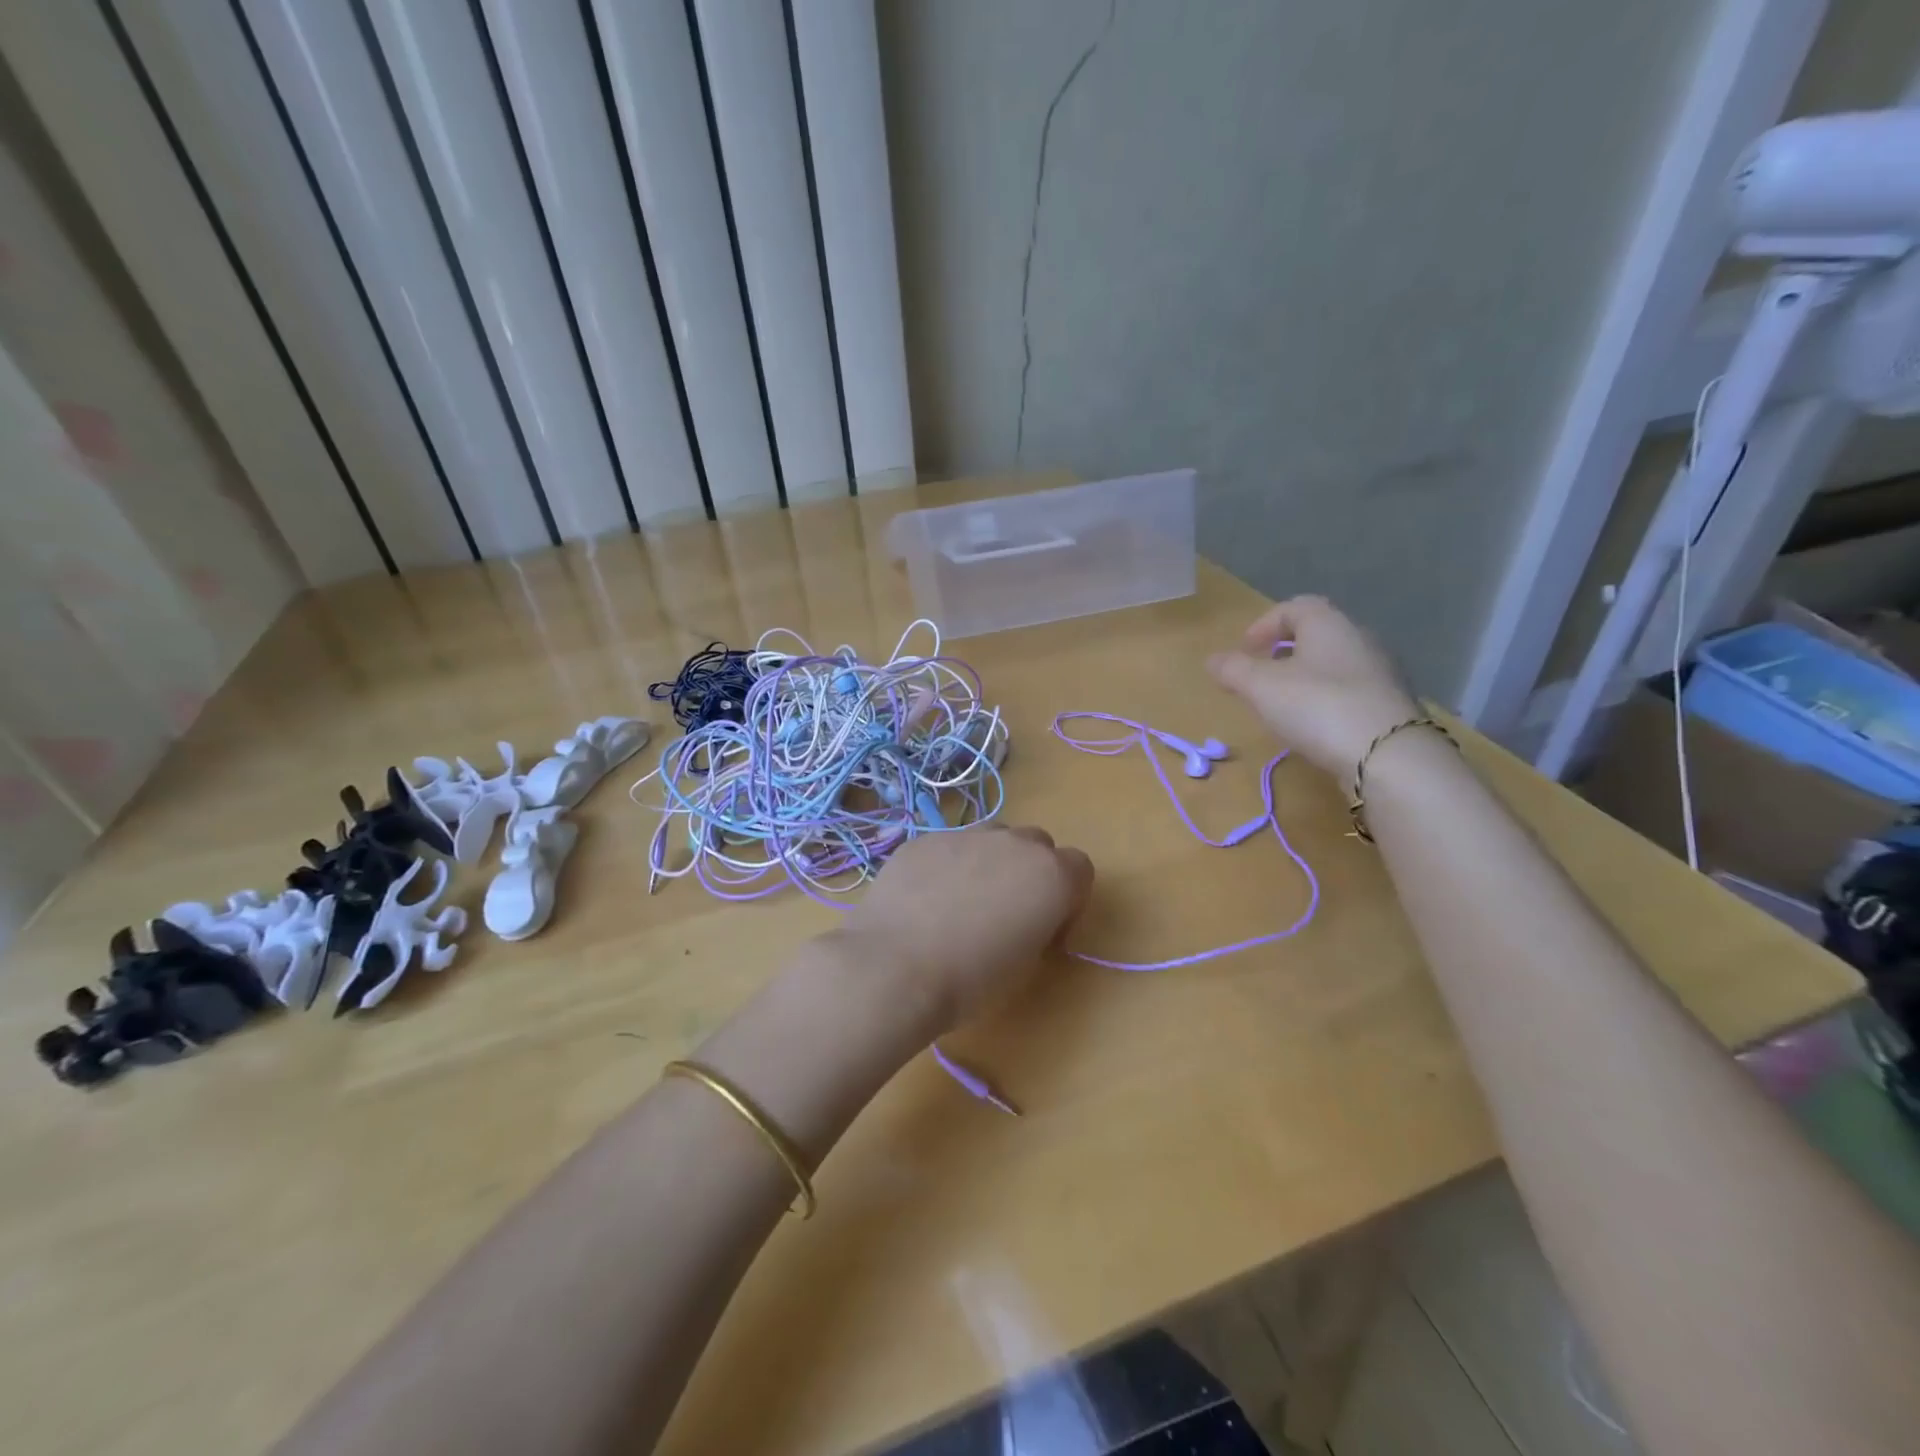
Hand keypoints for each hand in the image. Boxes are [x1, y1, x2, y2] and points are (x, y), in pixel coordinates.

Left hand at [836, 826, 1093, 1034]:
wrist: (895, 968)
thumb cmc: (971, 981)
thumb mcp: (1026, 964)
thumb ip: (1037, 926)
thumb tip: (1022, 917)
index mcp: (1051, 875)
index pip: (1080, 868)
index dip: (1068, 898)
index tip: (1046, 927)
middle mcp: (1014, 843)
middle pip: (1037, 844)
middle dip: (1029, 871)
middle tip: (1004, 912)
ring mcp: (966, 834)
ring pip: (992, 838)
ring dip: (990, 861)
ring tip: (961, 902)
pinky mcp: (924, 839)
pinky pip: (948, 846)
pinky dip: (946, 865)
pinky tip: (923, 901)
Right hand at [1208, 595, 1419, 788]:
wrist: (1387, 756)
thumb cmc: (1317, 706)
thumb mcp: (1261, 687)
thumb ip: (1233, 670)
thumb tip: (1212, 660)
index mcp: (1328, 624)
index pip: (1295, 607)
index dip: (1264, 625)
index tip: (1244, 650)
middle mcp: (1359, 639)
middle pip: (1316, 636)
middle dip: (1284, 653)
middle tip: (1260, 678)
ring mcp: (1381, 673)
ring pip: (1333, 665)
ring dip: (1305, 679)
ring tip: (1282, 707)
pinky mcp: (1390, 706)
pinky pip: (1349, 693)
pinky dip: (1326, 702)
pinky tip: (1314, 727)